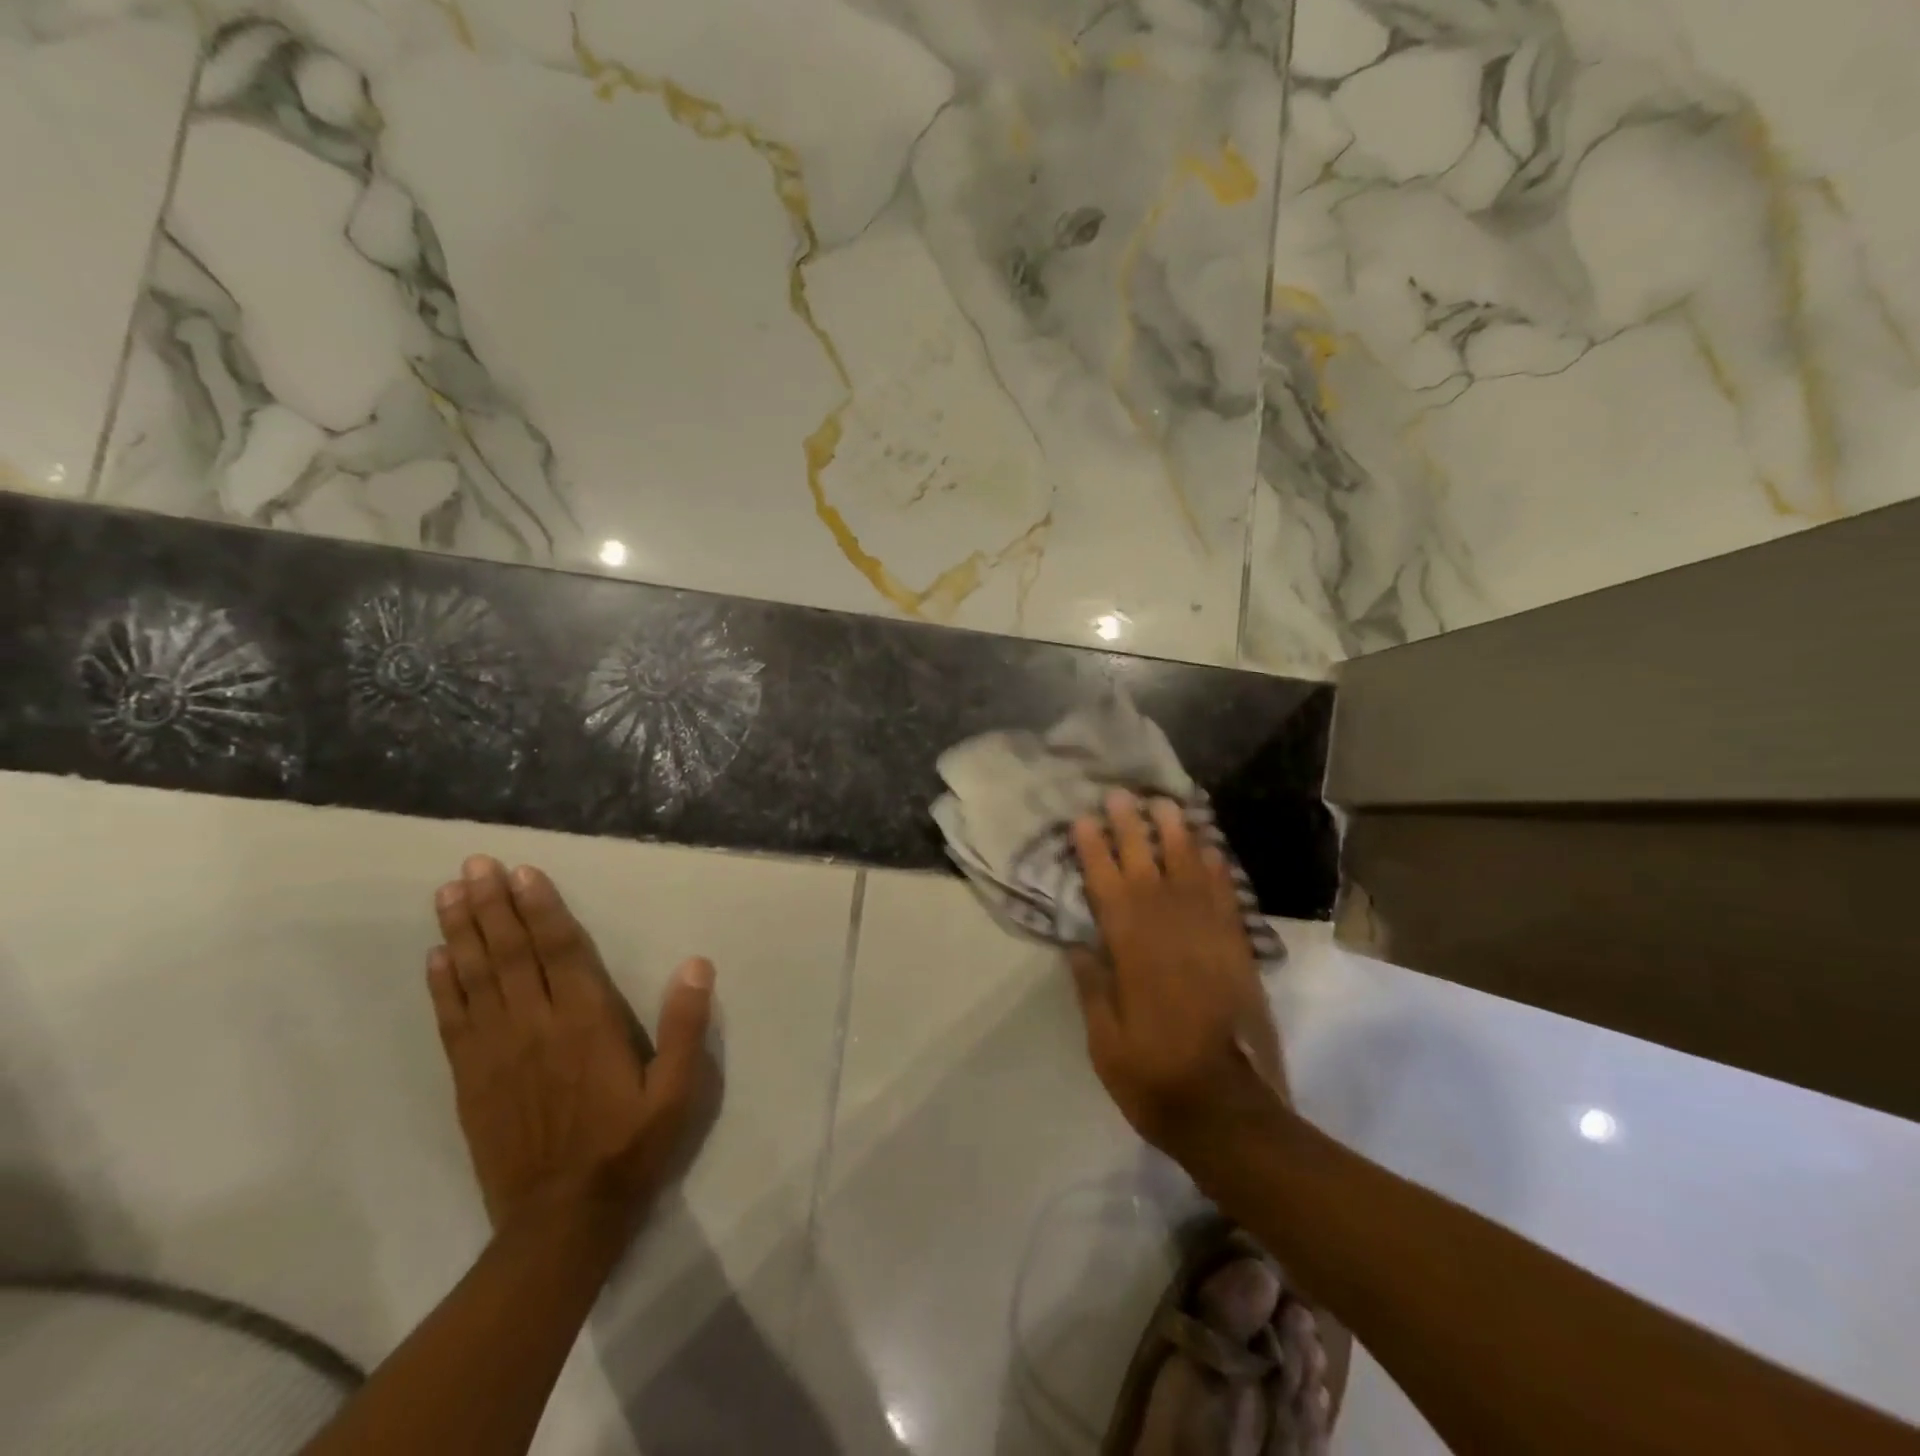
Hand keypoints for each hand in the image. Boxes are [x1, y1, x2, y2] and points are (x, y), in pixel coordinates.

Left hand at [427, 856, 715, 1234]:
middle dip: (493, 906)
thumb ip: (687, 1027)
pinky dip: (443, 986)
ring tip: (448, 893)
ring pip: (476, 979)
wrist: (562, 1223)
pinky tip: (436, 958)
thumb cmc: (629, 1148)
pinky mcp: (471, 1081)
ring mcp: (496, 1054)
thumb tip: (696, 964)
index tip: (522, 872)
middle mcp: (535, 1027)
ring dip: (463, 933)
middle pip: (510, 954)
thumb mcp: (678, 1092)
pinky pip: (453, 1022)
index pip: (560, 951)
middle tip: (474, 864)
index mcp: (586, 1023)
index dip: (541, 909)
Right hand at [1068, 792, 1286, 1171]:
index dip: (1095, 852)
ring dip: (1177, 836)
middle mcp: (1171, 933)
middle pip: (1149, 869)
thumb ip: (1092, 987)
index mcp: (1133, 953)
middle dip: (1132, 829)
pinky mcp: (1238, 952)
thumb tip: (1078, 943)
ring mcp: (1210, 939)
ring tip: (1166, 804)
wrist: (1230, 1112)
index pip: (1108, 889)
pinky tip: (1211, 848)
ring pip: (1191, 874)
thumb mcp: (1105, 1042)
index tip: (1084, 819)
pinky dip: (1219, 870)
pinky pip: (1227, 899)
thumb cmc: (1155, 1079)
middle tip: (1122, 794)